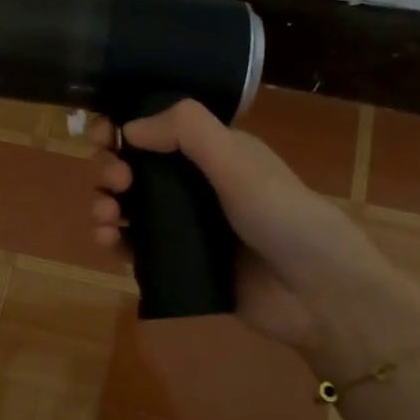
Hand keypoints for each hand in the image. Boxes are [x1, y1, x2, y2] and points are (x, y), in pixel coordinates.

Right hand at [90, 100, 416, 357]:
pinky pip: (137, 248)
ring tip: (105, 217)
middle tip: (116, 180)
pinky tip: (108, 241)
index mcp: (214, 153)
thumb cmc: (283, 217)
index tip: (101, 136)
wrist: (317, 293)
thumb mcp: (238, 162)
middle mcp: (197, 186)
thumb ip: (188, 132)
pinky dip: (115, 241)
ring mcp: (187, 228)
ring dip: (106, 204)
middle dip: (113, 168)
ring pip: (131, 208)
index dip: (125, 129)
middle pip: (137, 169)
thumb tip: (129, 126)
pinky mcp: (180, 265)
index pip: (159, 131)